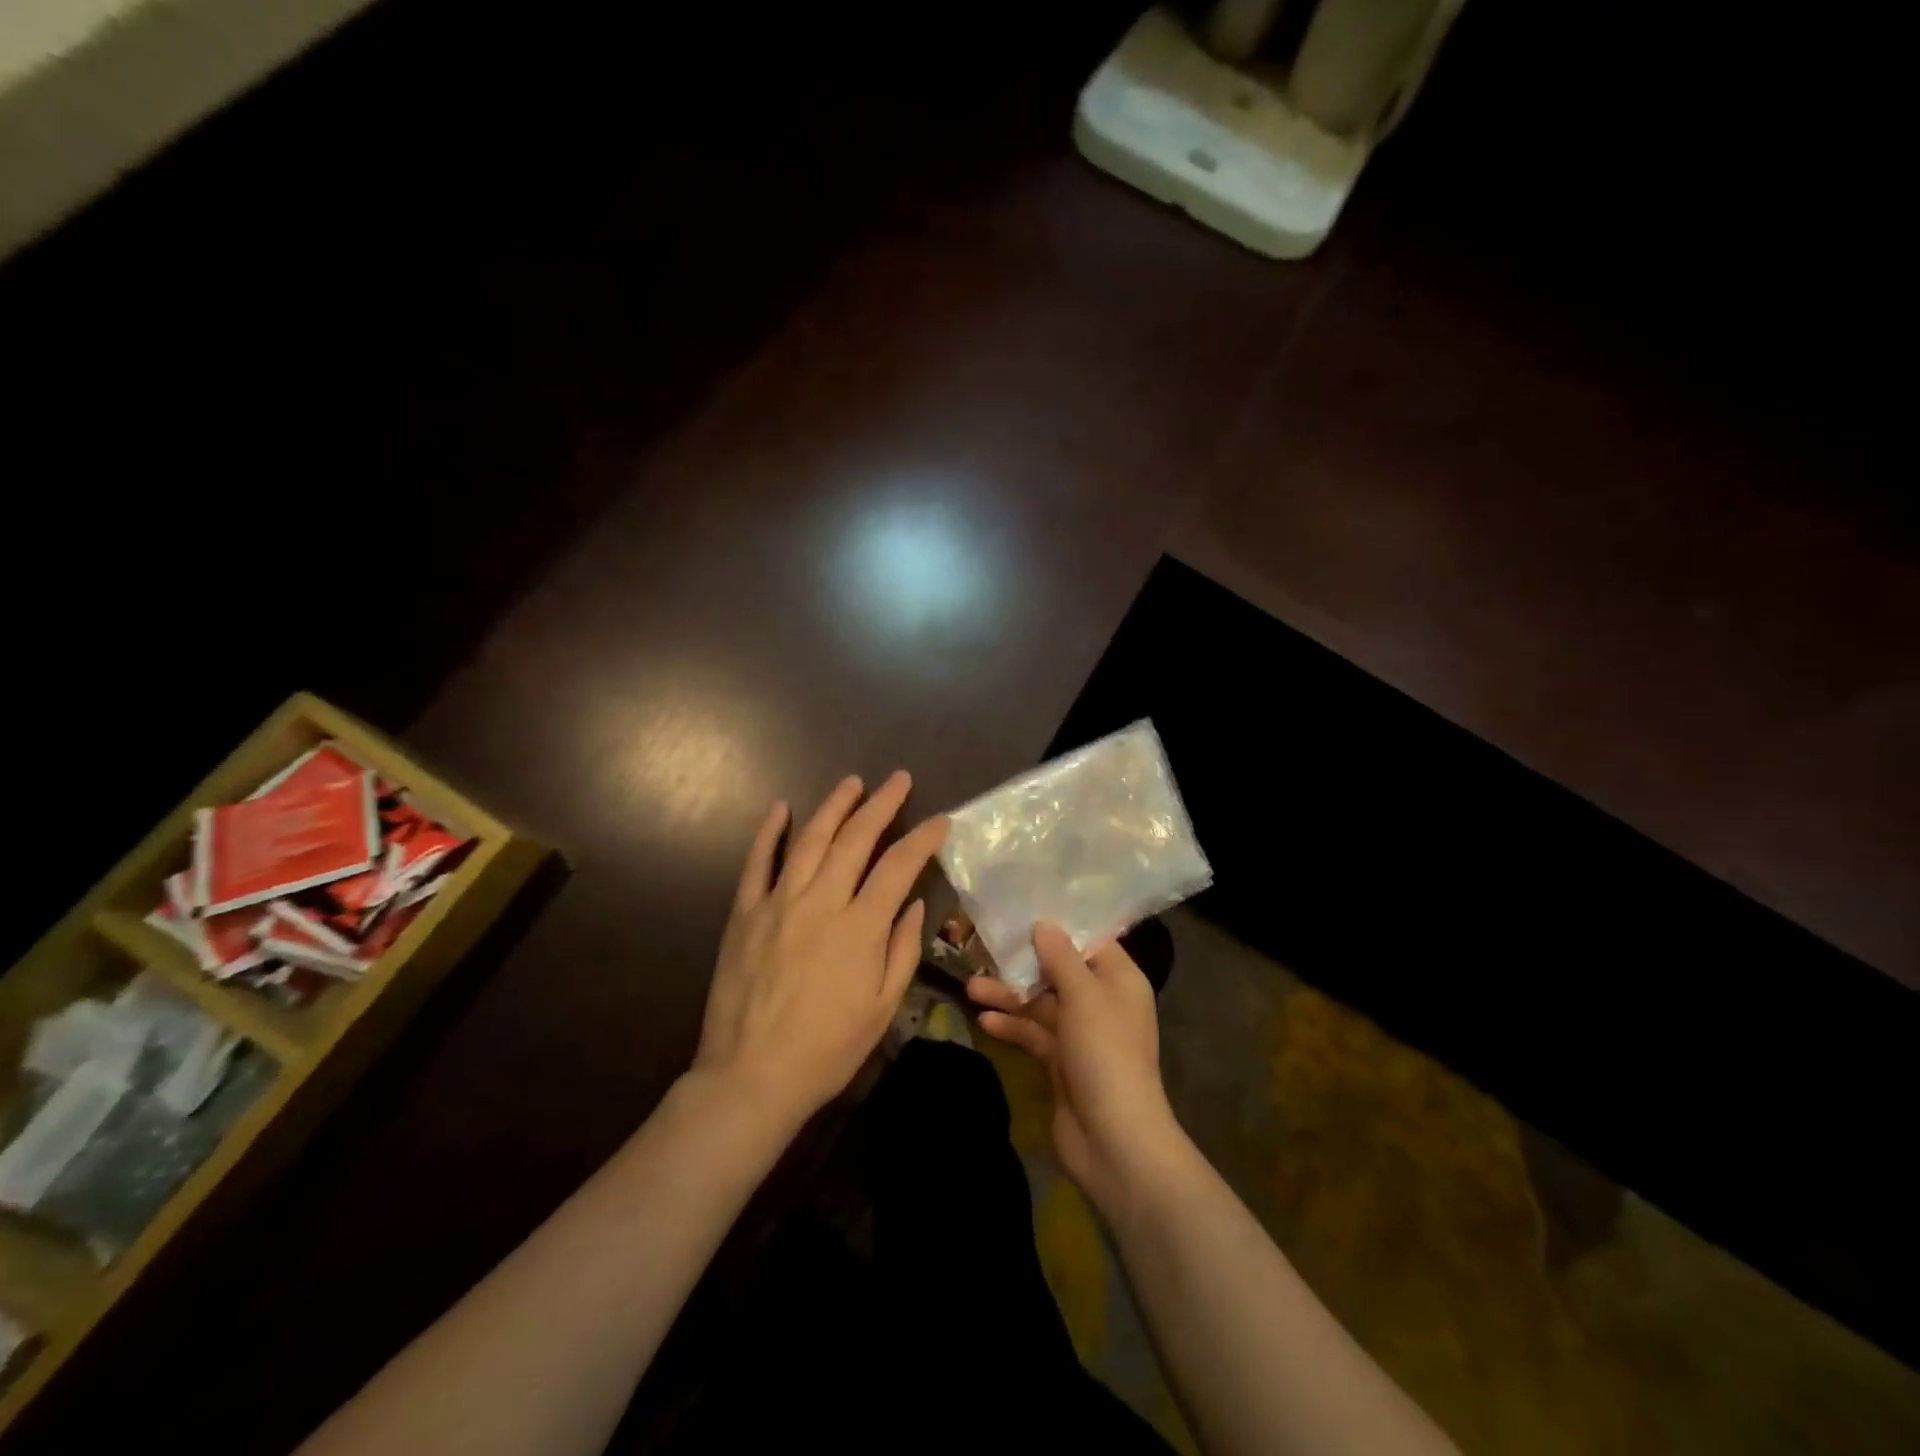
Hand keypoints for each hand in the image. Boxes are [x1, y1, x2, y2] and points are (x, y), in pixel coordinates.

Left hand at [693, 772, 947, 1132]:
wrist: (752, 1077)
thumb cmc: (828, 1049)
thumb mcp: (882, 1007)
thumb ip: (902, 949)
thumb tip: (913, 903)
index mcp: (860, 927)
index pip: (898, 866)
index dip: (922, 839)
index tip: (940, 820)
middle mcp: (820, 902)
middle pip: (855, 839)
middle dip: (882, 804)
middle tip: (899, 780)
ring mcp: (778, 903)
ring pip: (809, 840)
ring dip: (834, 806)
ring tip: (852, 782)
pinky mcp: (744, 913)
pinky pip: (756, 862)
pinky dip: (768, 832)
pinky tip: (780, 807)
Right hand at [968, 922, 1185, 1215]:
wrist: (1114, 1141)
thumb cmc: (1105, 1054)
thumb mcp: (1084, 996)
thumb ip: (1061, 957)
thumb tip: (1044, 923)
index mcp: (1119, 980)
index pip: (1089, 941)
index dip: (1059, 926)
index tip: (1023, 909)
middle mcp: (1102, 1002)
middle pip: (1059, 971)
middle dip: (1023, 962)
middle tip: (984, 948)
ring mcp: (1081, 1035)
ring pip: (1041, 1003)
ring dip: (1009, 995)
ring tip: (970, 987)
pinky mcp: (1061, 1063)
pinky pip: (1034, 1034)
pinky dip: (1012, 1026)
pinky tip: (984, 1020)